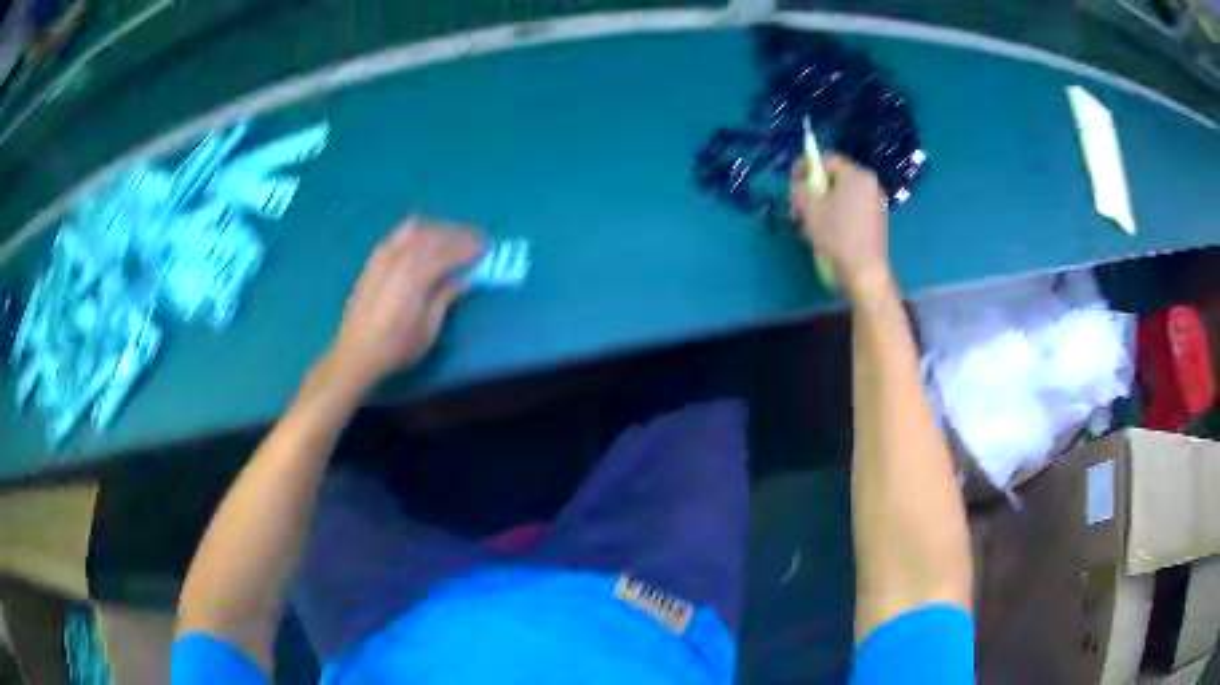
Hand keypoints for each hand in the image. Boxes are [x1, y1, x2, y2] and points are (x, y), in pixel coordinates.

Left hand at [324, 218, 482, 393]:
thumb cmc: (396, 346)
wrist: (356, 353)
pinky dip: (416, 232)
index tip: (487, 247)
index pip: (450, 251)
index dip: (471, 246)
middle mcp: (400, 257)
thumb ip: (447, 295)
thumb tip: (466, 276)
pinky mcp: (373, 261)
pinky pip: (397, 235)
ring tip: (451, 238)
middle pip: (435, 234)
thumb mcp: (429, 327)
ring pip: (416, 229)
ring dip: (438, 229)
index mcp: (417, 274)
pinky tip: (421, 242)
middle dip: (458, 233)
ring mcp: (384, 256)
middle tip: (476, 239)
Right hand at [791, 154, 892, 300]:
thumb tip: (801, 182)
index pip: (826, 159)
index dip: (806, 167)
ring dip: (824, 202)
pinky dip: (837, 213)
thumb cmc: (836, 234)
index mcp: (856, 175)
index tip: (793, 182)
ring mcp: (875, 203)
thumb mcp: (809, 206)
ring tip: (809, 221)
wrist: (863, 271)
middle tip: (799, 204)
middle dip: (814, 188)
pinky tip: (826, 231)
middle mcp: (870, 184)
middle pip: (835, 177)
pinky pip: (852, 208)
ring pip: (842, 194)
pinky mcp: (876, 221)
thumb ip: (801, 186)